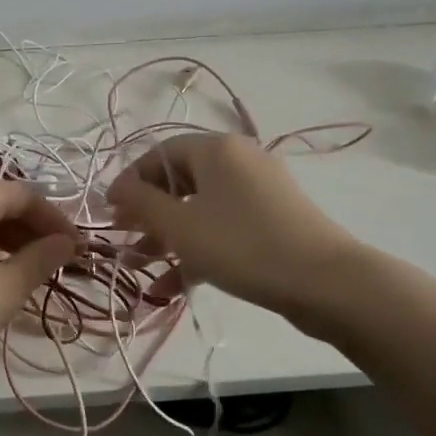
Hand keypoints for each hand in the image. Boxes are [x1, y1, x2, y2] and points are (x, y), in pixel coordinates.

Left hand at [0, 179, 77, 383]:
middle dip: (33, 229)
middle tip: (58, 261)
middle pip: (1, 203)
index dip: (57, 221)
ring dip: (9, 239)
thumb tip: (68, 243)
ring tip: (31, 270)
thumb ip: (42, 259)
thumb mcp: (8, 286)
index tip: (78, 248)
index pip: (27, 196)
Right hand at [105, 134, 359, 318]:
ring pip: (200, 208)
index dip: (129, 182)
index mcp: (216, 149)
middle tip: (124, 241)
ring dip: (168, 237)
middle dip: (147, 214)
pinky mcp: (272, 220)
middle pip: (179, 182)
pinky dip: (198, 250)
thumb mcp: (180, 226)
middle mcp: (238, 160)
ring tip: (141, 268)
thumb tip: (117, 187)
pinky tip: (172, 287)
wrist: (326, 282)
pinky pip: (223, 227)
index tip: (109, 214)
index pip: (158, 154)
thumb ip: (141, 203)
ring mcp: (259, 191)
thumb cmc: (242, 246)